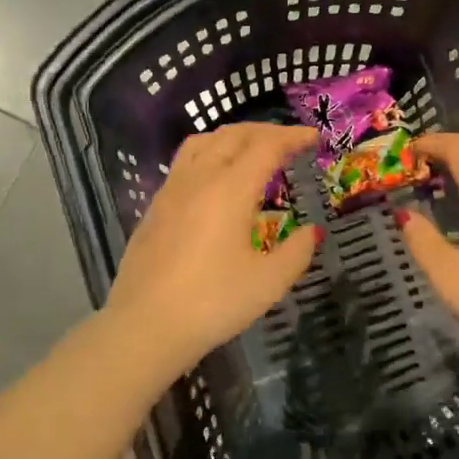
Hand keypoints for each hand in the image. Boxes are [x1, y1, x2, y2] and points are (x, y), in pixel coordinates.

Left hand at [104, 124, 321, 381]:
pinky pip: (185, 163)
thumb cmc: (213, 302)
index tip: (313, 137)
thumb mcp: (268, 282)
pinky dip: (210, 155)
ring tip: (251, 151)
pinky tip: (216, 181)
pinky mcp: (155, 208)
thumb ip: (296, 252)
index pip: (266, 147)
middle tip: (289, 141)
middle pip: (233, 136)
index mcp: (230, 189)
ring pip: (203, 143)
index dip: (293, 137)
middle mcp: (199, 179)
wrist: (145, 326)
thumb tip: (312, 232)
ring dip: (233, 138)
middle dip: (265, 131)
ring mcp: (171, 191)